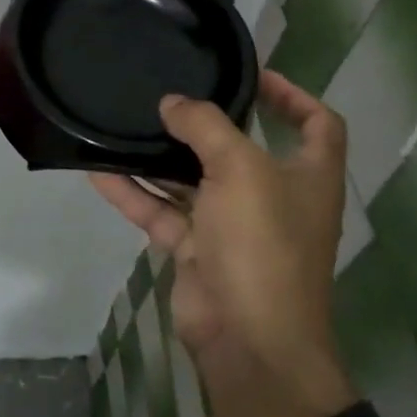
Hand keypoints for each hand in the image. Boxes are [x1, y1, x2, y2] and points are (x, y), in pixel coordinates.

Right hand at [91, 70, 354, 416]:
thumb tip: (173, 103)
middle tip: (170, 96)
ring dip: (161, 157)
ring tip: (126, 124)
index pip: (318, 124)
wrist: (248, 340)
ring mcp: (234, 227)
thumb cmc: (262, 243)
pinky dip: (134, 194)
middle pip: (242, 149)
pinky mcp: (199, 252)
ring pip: (193, 181)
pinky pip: (163, 213)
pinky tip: (99, 170)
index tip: (253, 76)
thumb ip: (206, 126)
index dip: (293, 96)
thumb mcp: (240, 169)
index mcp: (307, 176)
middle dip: (208, 124)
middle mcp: (274, 197)